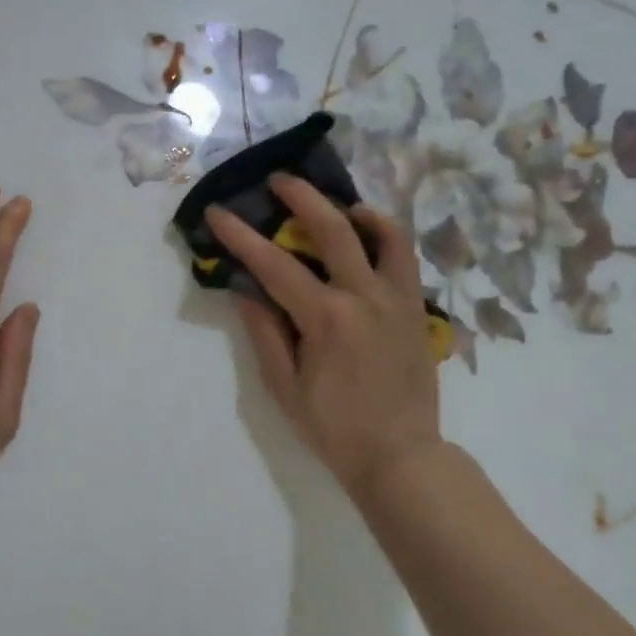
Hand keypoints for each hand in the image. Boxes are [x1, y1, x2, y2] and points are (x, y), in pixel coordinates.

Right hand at [206, 174, 442, 495]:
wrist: (401, 456)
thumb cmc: (334, 428)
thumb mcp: (285, 386)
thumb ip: (265, 332)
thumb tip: (245, 288)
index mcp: (327, 319)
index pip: (275, 265)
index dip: (241, 236)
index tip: (218, 212)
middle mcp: (365, 297)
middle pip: (331, 228)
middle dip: (300, 196)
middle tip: (277, 180)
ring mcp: (397, 298)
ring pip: (382, 232)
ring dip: (352, 208)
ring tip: (332, 202)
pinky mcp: (416, 307)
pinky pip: (405, 256)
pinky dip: (385, 233)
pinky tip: (368, 232)